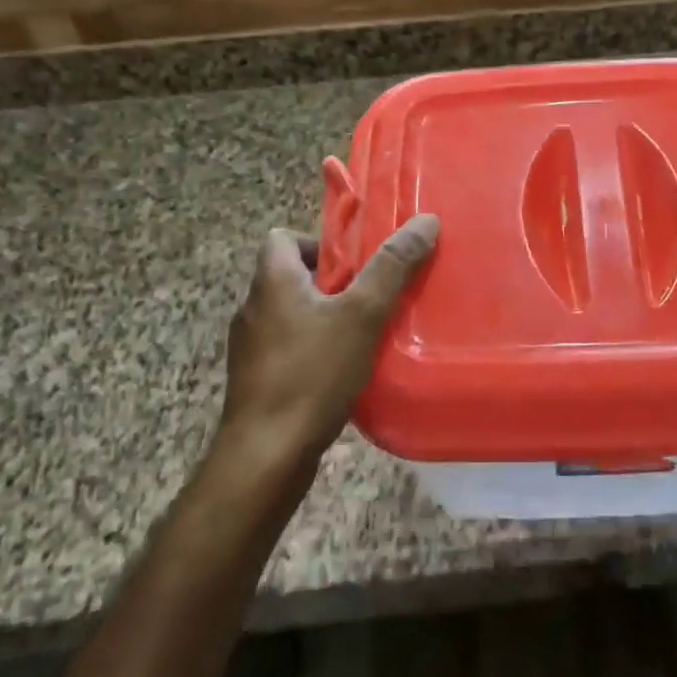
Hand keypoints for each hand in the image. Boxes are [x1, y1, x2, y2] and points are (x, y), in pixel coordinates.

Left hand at [220, 215, 439, 469]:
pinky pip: (290, 350)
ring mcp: (251, 348)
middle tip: (374, 297)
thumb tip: (425, 220)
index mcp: (271, 281)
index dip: (320, 242)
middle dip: (334, 283)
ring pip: (293, 316)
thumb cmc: (311, 374)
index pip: (283, 237)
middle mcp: (253, 308)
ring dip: (326, 318)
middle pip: (293, 276)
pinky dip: (315, 351)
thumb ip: (392, 267)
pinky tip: (345, 372)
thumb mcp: (362, 314)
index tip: (356, 262)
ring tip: (366, 334)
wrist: (265, 456)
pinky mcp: (257, 382)